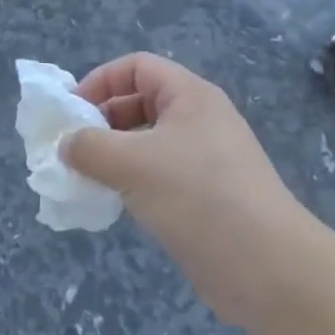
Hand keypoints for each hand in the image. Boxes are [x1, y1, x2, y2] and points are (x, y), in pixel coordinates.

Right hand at [65, 53, 306, 327]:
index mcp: (190, 95)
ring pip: (148, 142)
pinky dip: (133, 182)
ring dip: (115, 155)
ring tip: (87, 177)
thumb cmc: (198, 196)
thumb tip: (66, 145)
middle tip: (73, 148)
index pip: (137, 67)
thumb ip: (90, 148)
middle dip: (104, 120)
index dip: (101, 80)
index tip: (72, 111)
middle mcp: (199, 119)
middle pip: (141, 102)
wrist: (268, 267)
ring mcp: (205, 159)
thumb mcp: (133, 164)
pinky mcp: (206, 196)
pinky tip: (115, 203)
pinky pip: (160, 175)